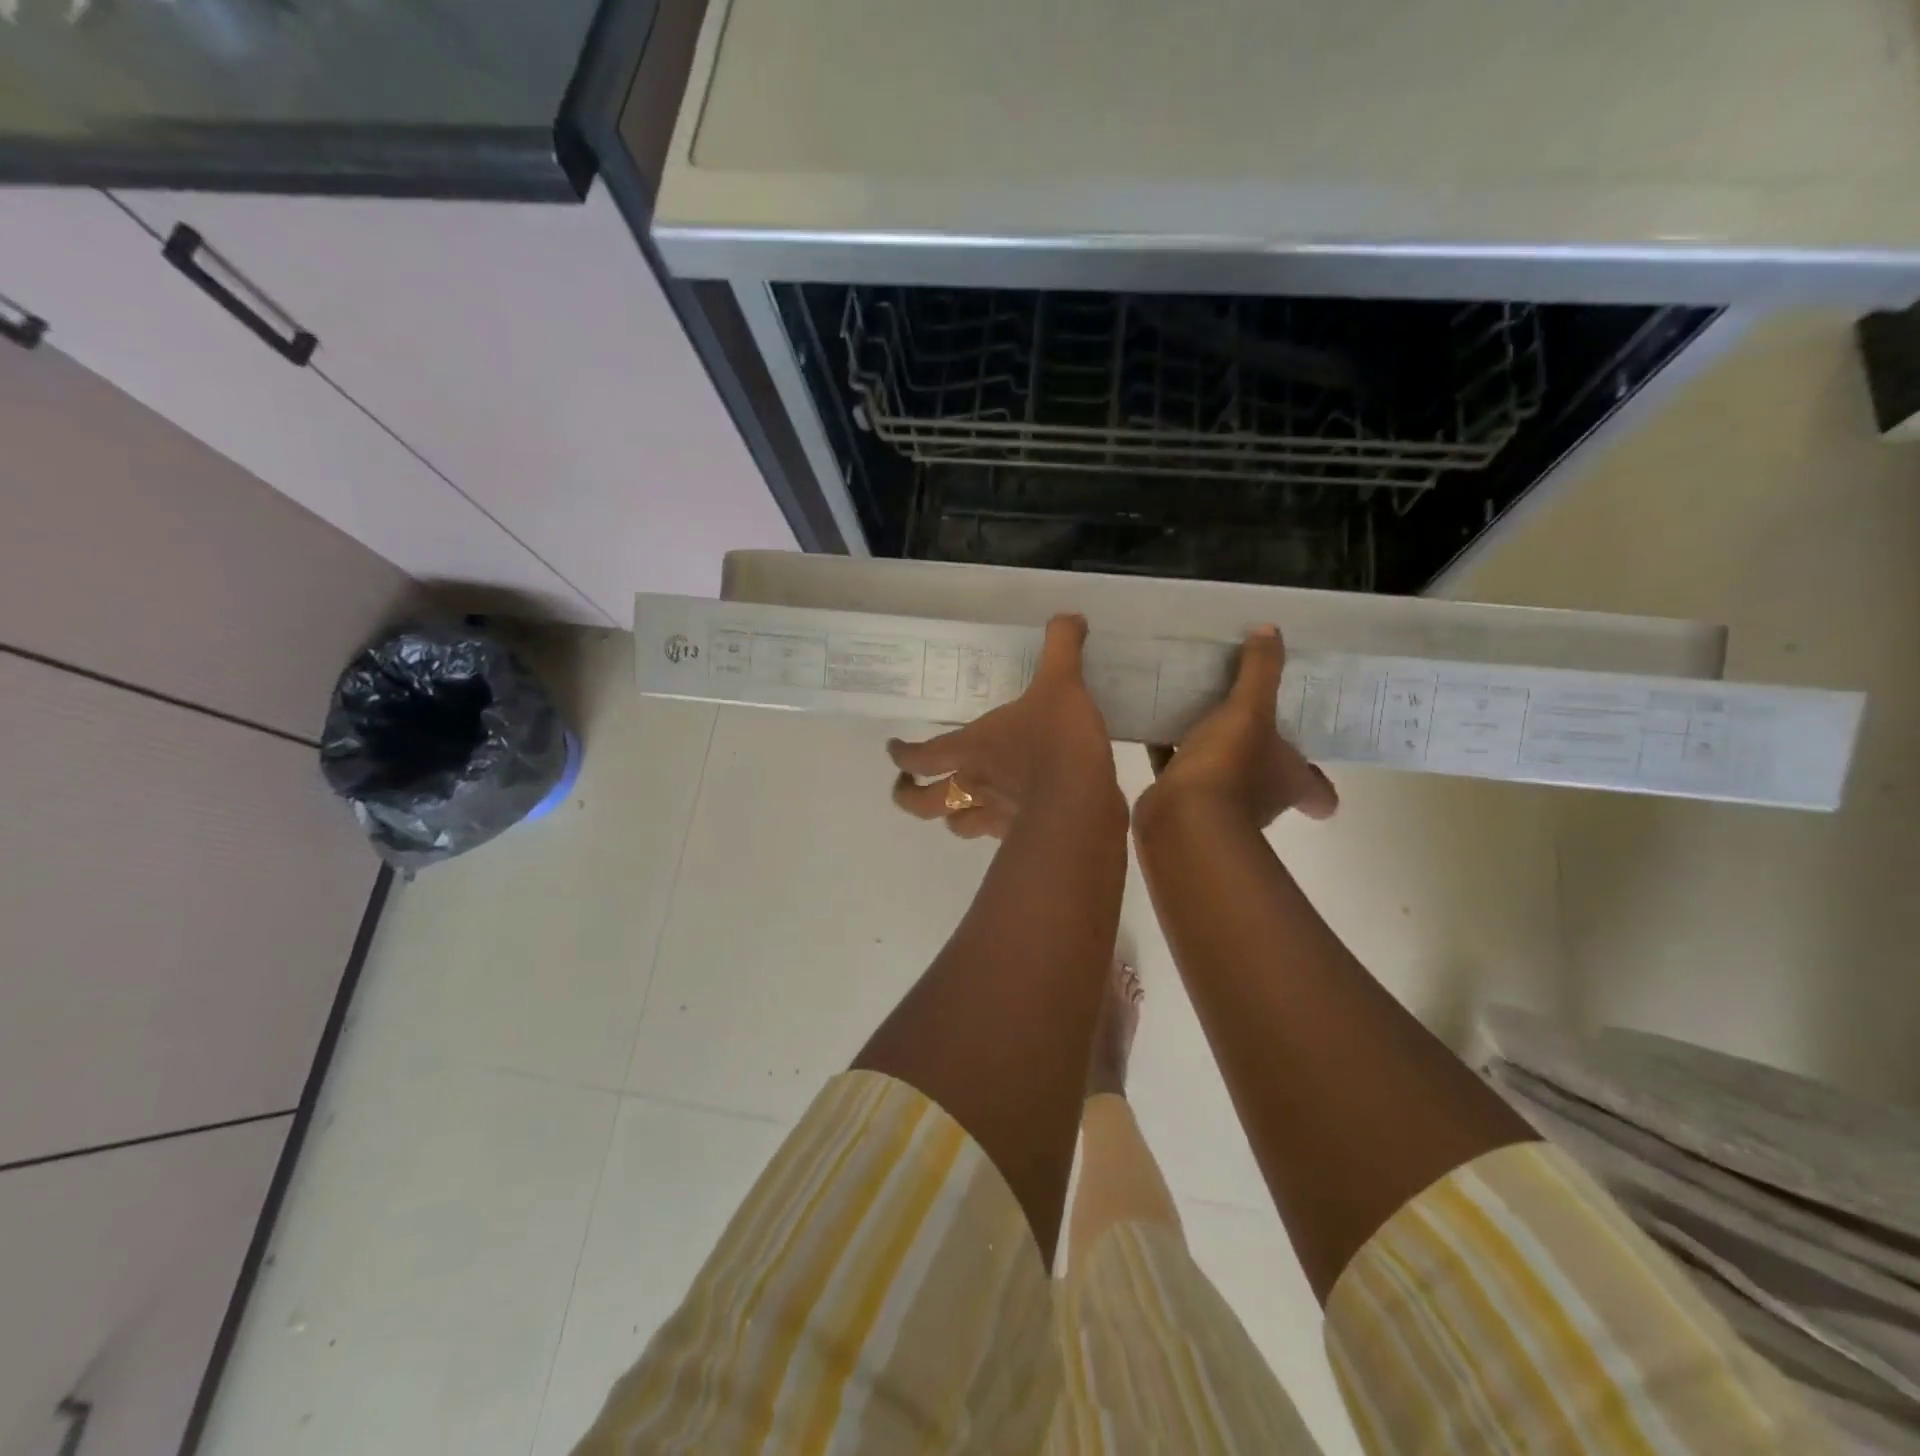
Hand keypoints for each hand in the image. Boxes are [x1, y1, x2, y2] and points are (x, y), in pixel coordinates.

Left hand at [889, 615, 1119, 839]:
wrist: (1083, 803)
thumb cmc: (1057, 741)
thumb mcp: (1061, 683)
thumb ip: (1061, 647)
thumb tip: (1069, 616)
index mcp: (970, 748)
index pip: (919, 756)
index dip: (900, 755)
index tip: (892, 749)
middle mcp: (973, 785)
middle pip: (922, 803)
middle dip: (908, 797)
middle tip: (906, 788)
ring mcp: (995, 816)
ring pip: (956, 825)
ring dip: (949, 818)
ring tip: (953, 809)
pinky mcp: (1021, 836)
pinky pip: (997, 836)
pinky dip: (994, 829)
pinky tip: (1005, 821)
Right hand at [1140, 626, 1336, 832]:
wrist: (1181, 817)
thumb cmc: (1229, 766)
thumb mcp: (1249, 709)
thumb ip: (1260, 671)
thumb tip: (1271, 630)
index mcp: (1289, 780)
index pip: (1321, 794)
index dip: (1321, 783)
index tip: (1315, 764)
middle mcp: (1262, 798)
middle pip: (1271, 781)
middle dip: (1262, 757)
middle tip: (1251, 719)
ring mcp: (1221, 805)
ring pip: (1224, 775)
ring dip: (1214, 752)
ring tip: (1200, 714)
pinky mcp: (1183, 803)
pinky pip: (1180, 772)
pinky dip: (1172, 754)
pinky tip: (1157, 728)